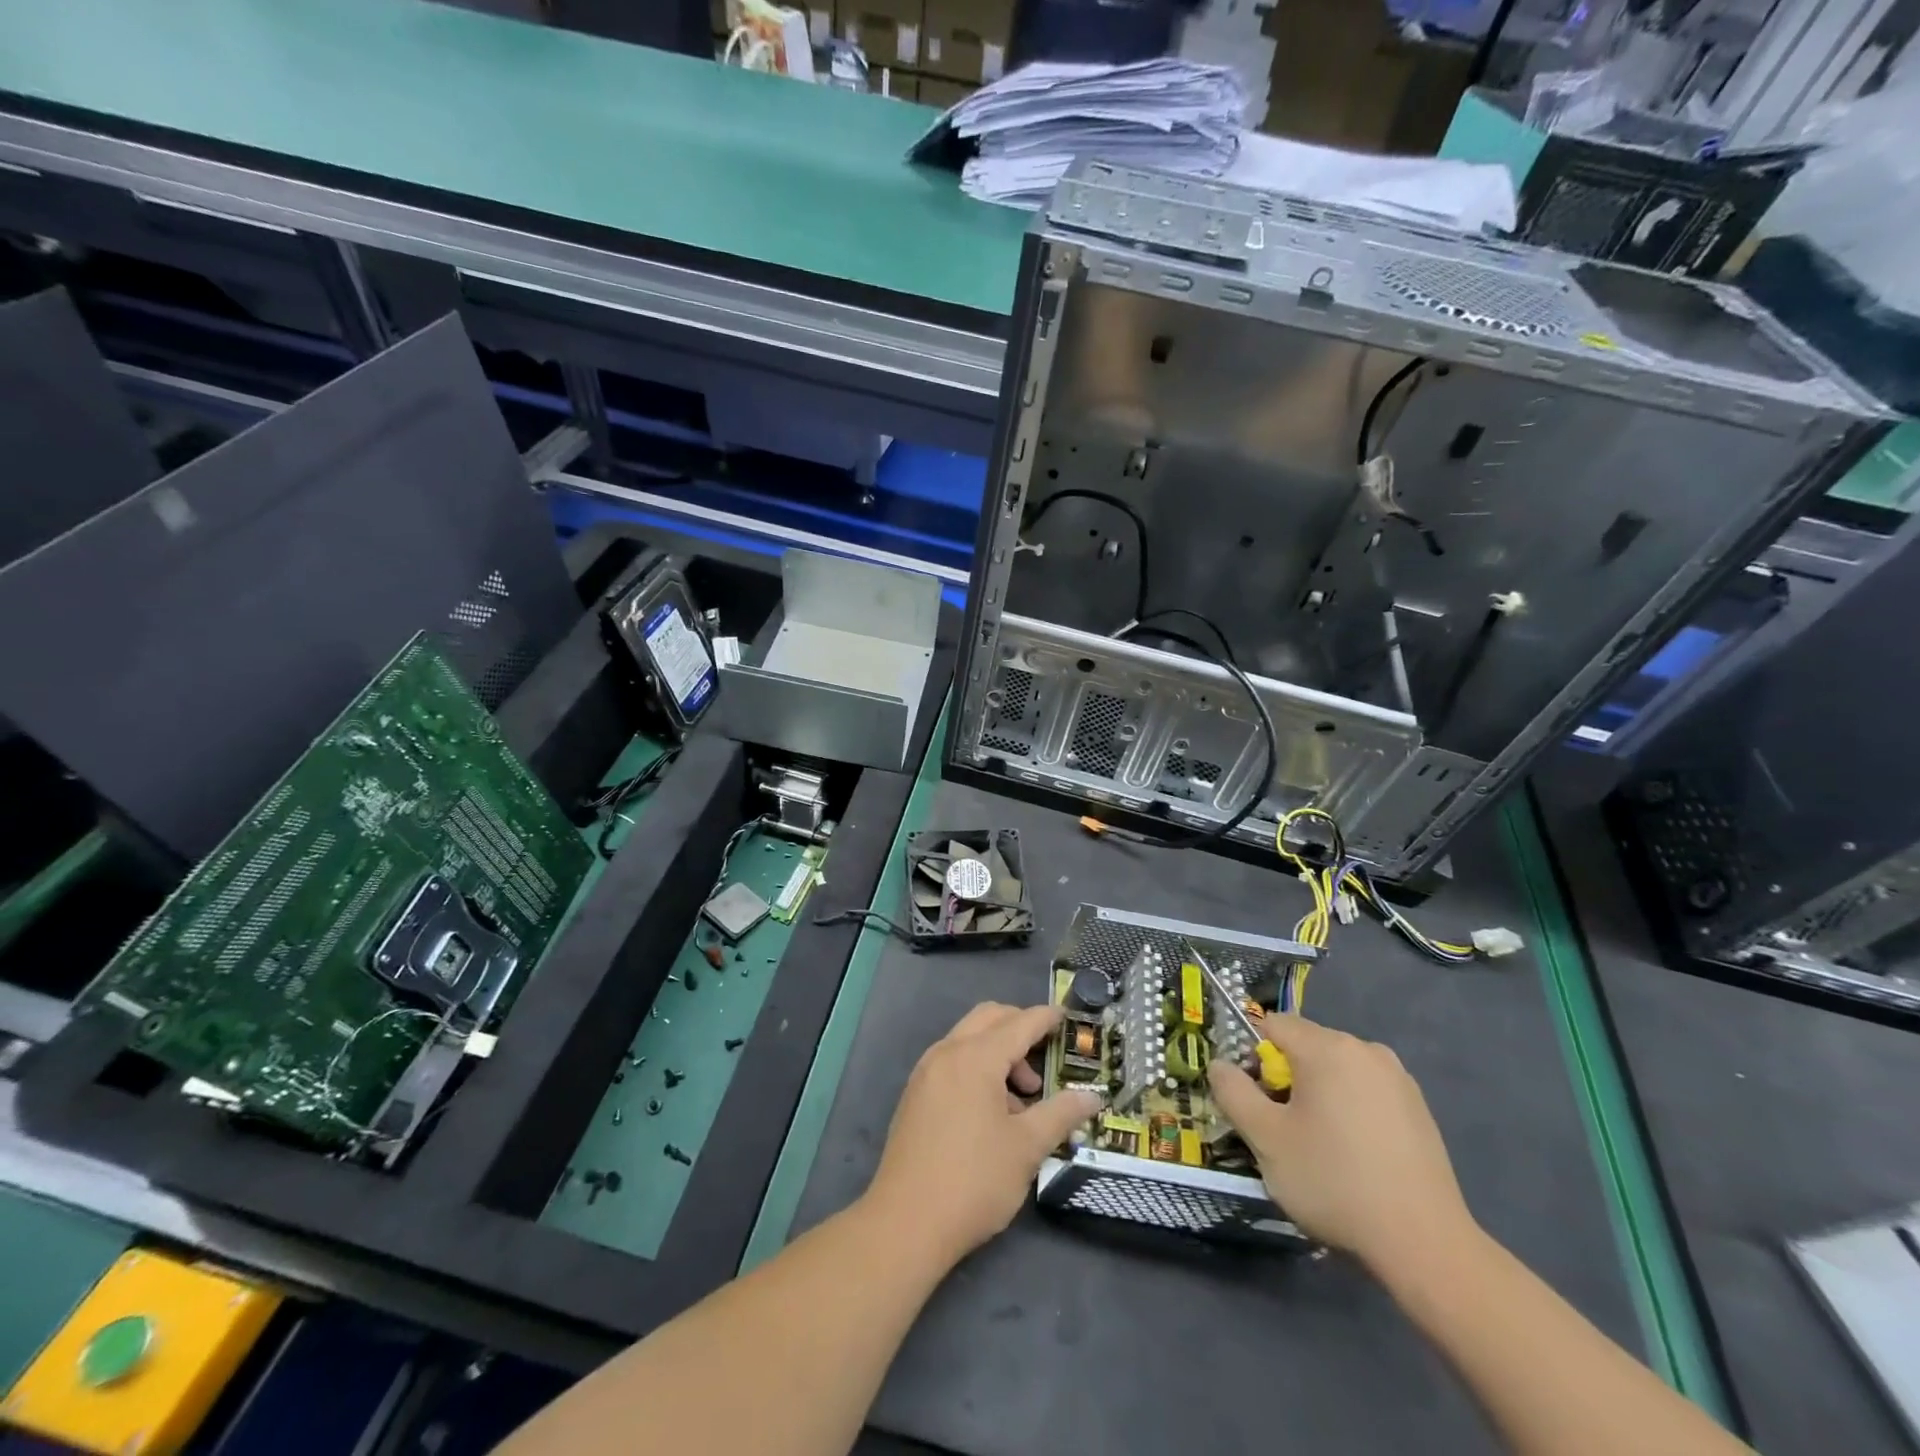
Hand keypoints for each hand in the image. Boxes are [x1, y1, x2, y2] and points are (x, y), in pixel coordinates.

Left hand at [867, 1002, 1102, 1264]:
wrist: (905, 1223)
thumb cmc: (974, 1180)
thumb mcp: (1027, 1148)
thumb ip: (1061, 1114)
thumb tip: (1093, 1097)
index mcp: (975, 1058)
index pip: (1019, 1024)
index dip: (1046, 1018)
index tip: (1067, 1017)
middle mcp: (947, 1053)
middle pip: (989, 1018)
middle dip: (1020, 1028)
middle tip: (1045, 1058)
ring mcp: (926, 1072)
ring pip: (969, 1039)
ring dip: (999, 1052)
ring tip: (1023, 1101)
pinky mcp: (916, 1094)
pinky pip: (953, 1061)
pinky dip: (978, 1068)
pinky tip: (992, 1111)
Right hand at [1208, 1011, 1475, 1274]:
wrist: (1425, 1244)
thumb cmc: (1334, 1182)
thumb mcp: (1265, 1139)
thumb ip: (1233, 1092)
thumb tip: (1219, 1065)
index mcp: (1327, 1047)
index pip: (1272, 1025)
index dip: (1252, 1058)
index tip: (1257, 1102)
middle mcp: (1365, 1049)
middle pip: (1305, 1046)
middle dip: (1286, 1078)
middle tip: (1283, 1130)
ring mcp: (1398, 1078)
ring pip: (1336, 1070)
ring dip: (1318, 1095)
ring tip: (1320, 1148)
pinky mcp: (1419, 1109)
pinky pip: (1365, 1092)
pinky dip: (1350, 1110)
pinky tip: (1356, 1156)